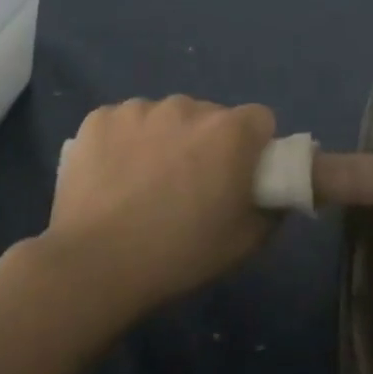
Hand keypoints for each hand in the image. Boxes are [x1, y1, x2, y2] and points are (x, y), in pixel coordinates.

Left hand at [47, 96, 277, 310]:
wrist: (94, 265)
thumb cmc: (180, 254)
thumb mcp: (245, 242)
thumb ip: (274, 208)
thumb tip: (277, 193)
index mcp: (230, 132)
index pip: (259, 119)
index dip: (255, 146)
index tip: (241, 174)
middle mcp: (188, 107)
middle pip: (211, 116)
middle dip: (208, 142)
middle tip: (192, 185)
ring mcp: (139, 109)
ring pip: (166, 117)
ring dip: (167, 139)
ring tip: (147, 183)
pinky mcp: (99, 118)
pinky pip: (126, 122)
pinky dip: (126, 141)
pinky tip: (115, 177)